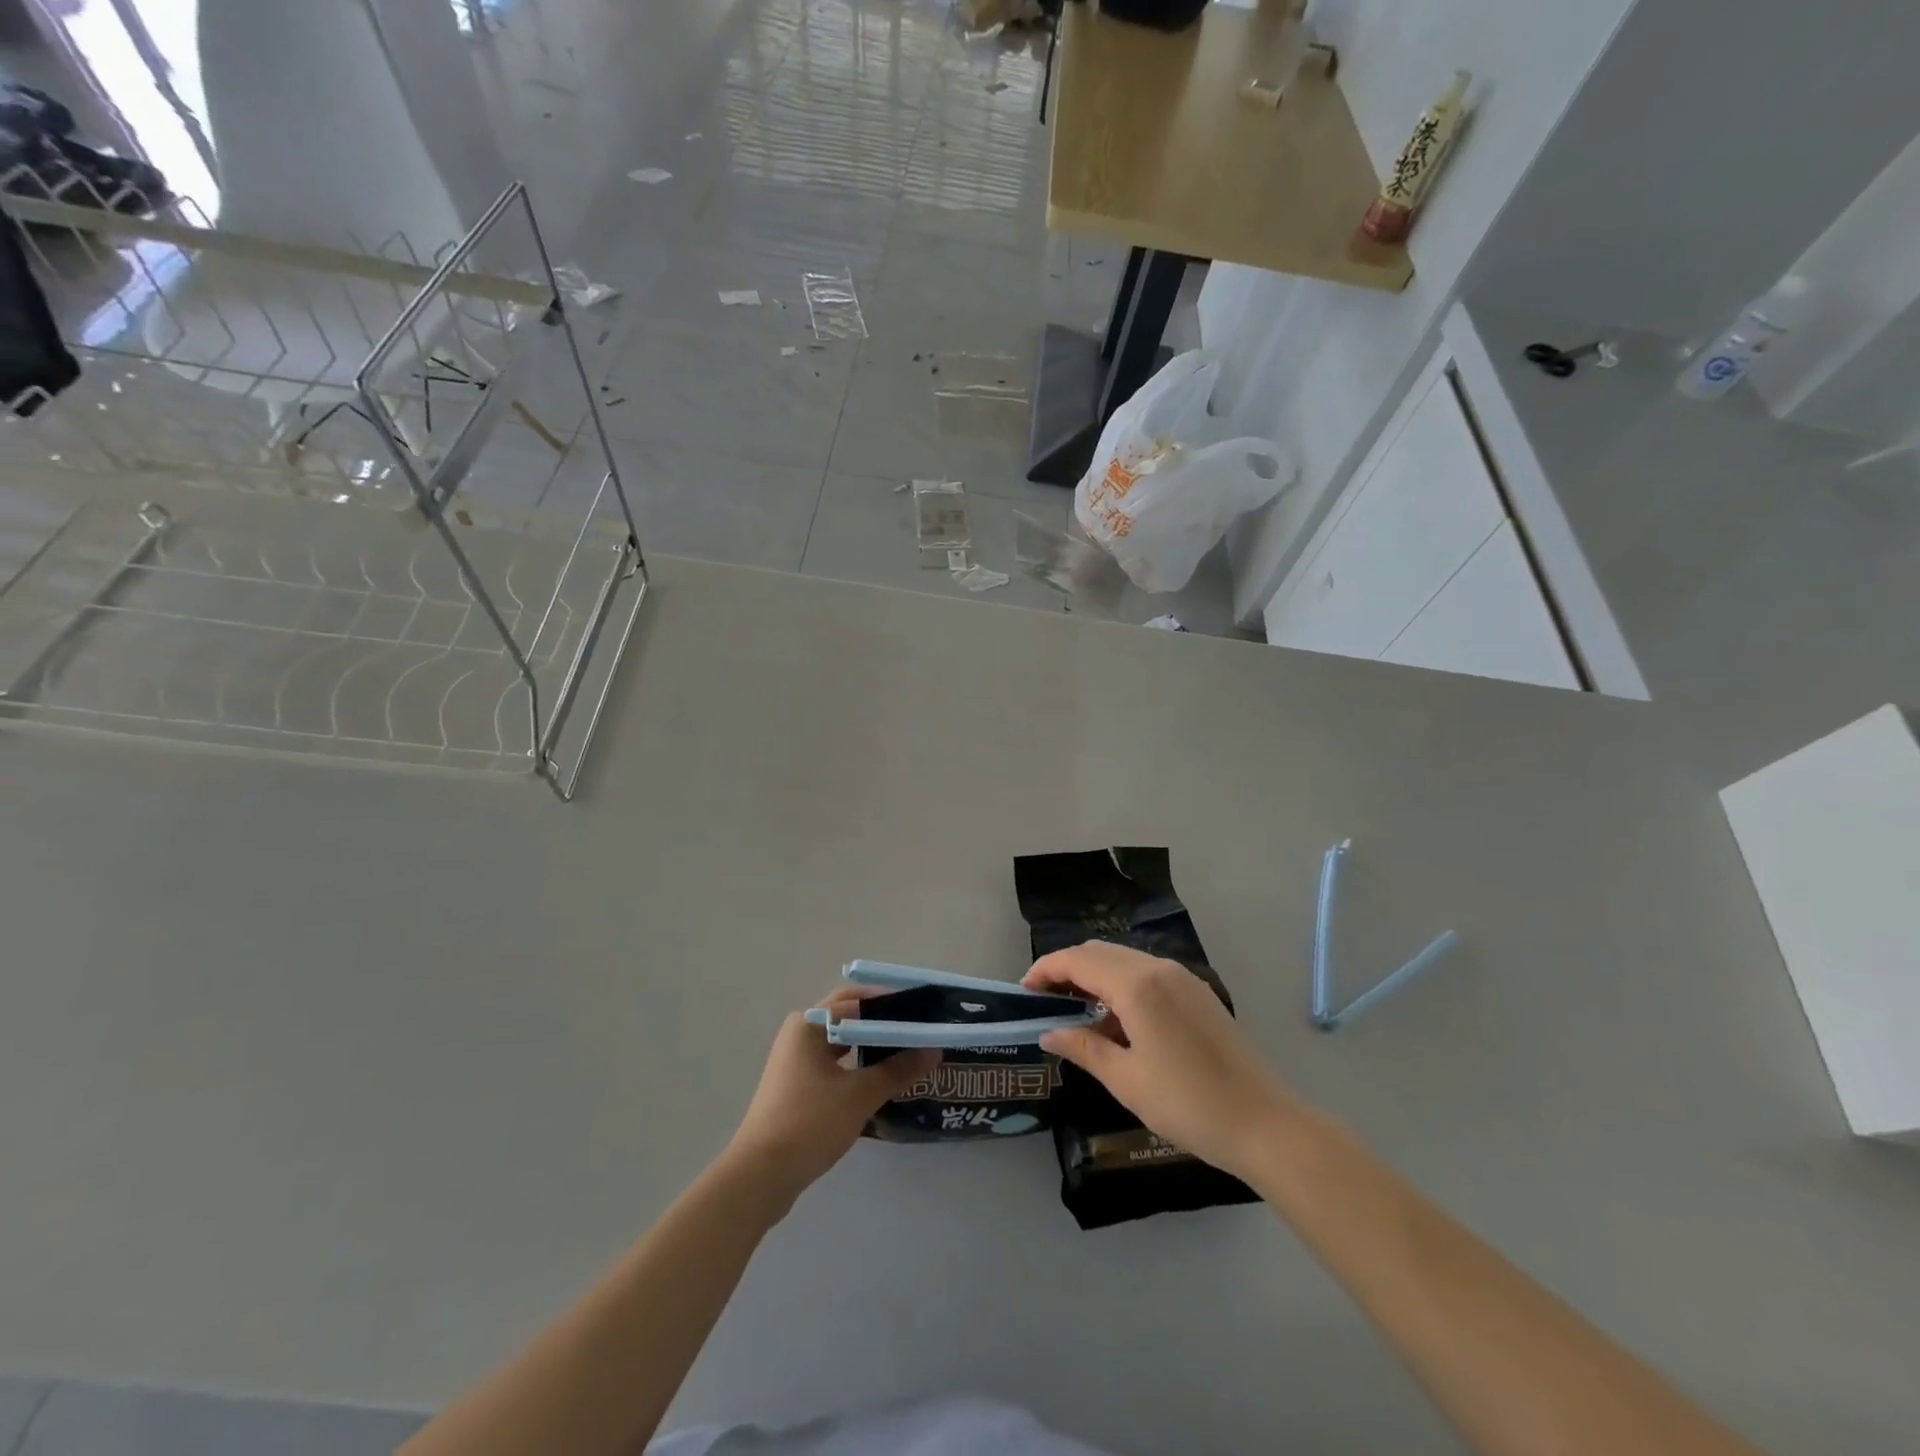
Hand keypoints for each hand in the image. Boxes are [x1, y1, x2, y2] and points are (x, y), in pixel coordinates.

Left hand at [724, 988, 938, 1211]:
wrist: (760, 1177)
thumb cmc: (809, 1123)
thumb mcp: (860, 1095)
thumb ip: (898, 1070)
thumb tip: (934, 1050)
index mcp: (810, 1024)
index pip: (858, 999)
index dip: (892, 1004)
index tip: (924, 1012)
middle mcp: (800, 1034)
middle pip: (850, 1018)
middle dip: (883, 1024)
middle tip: (918, 1032)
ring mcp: (796, 1062)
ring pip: (842, 1043)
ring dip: (872, 1046)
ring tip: (907, 1055)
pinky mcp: (797, 1087)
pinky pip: (835, 1065)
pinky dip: (858, 1066)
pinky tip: (882, 1081)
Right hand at [1024, 941, 1294, 1181]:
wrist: (1264, 1124)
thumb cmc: (1188, 1104)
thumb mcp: (1126, 1080)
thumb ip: (1084, 1047)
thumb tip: (1049, 1033)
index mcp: (1137, 985)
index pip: (1078, 961)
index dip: (1046, 970)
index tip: (1024, 991)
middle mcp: (1159, 968)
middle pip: (1100, 952)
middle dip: (1068, 969)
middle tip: (1045, 1000)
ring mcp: (1183, 978)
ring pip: (1124, 960)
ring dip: (1095, 976)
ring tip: (1076, 1012)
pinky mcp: (1198, 993)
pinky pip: (1147, 974)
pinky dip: (1122, 985)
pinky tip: (1117, 1020)